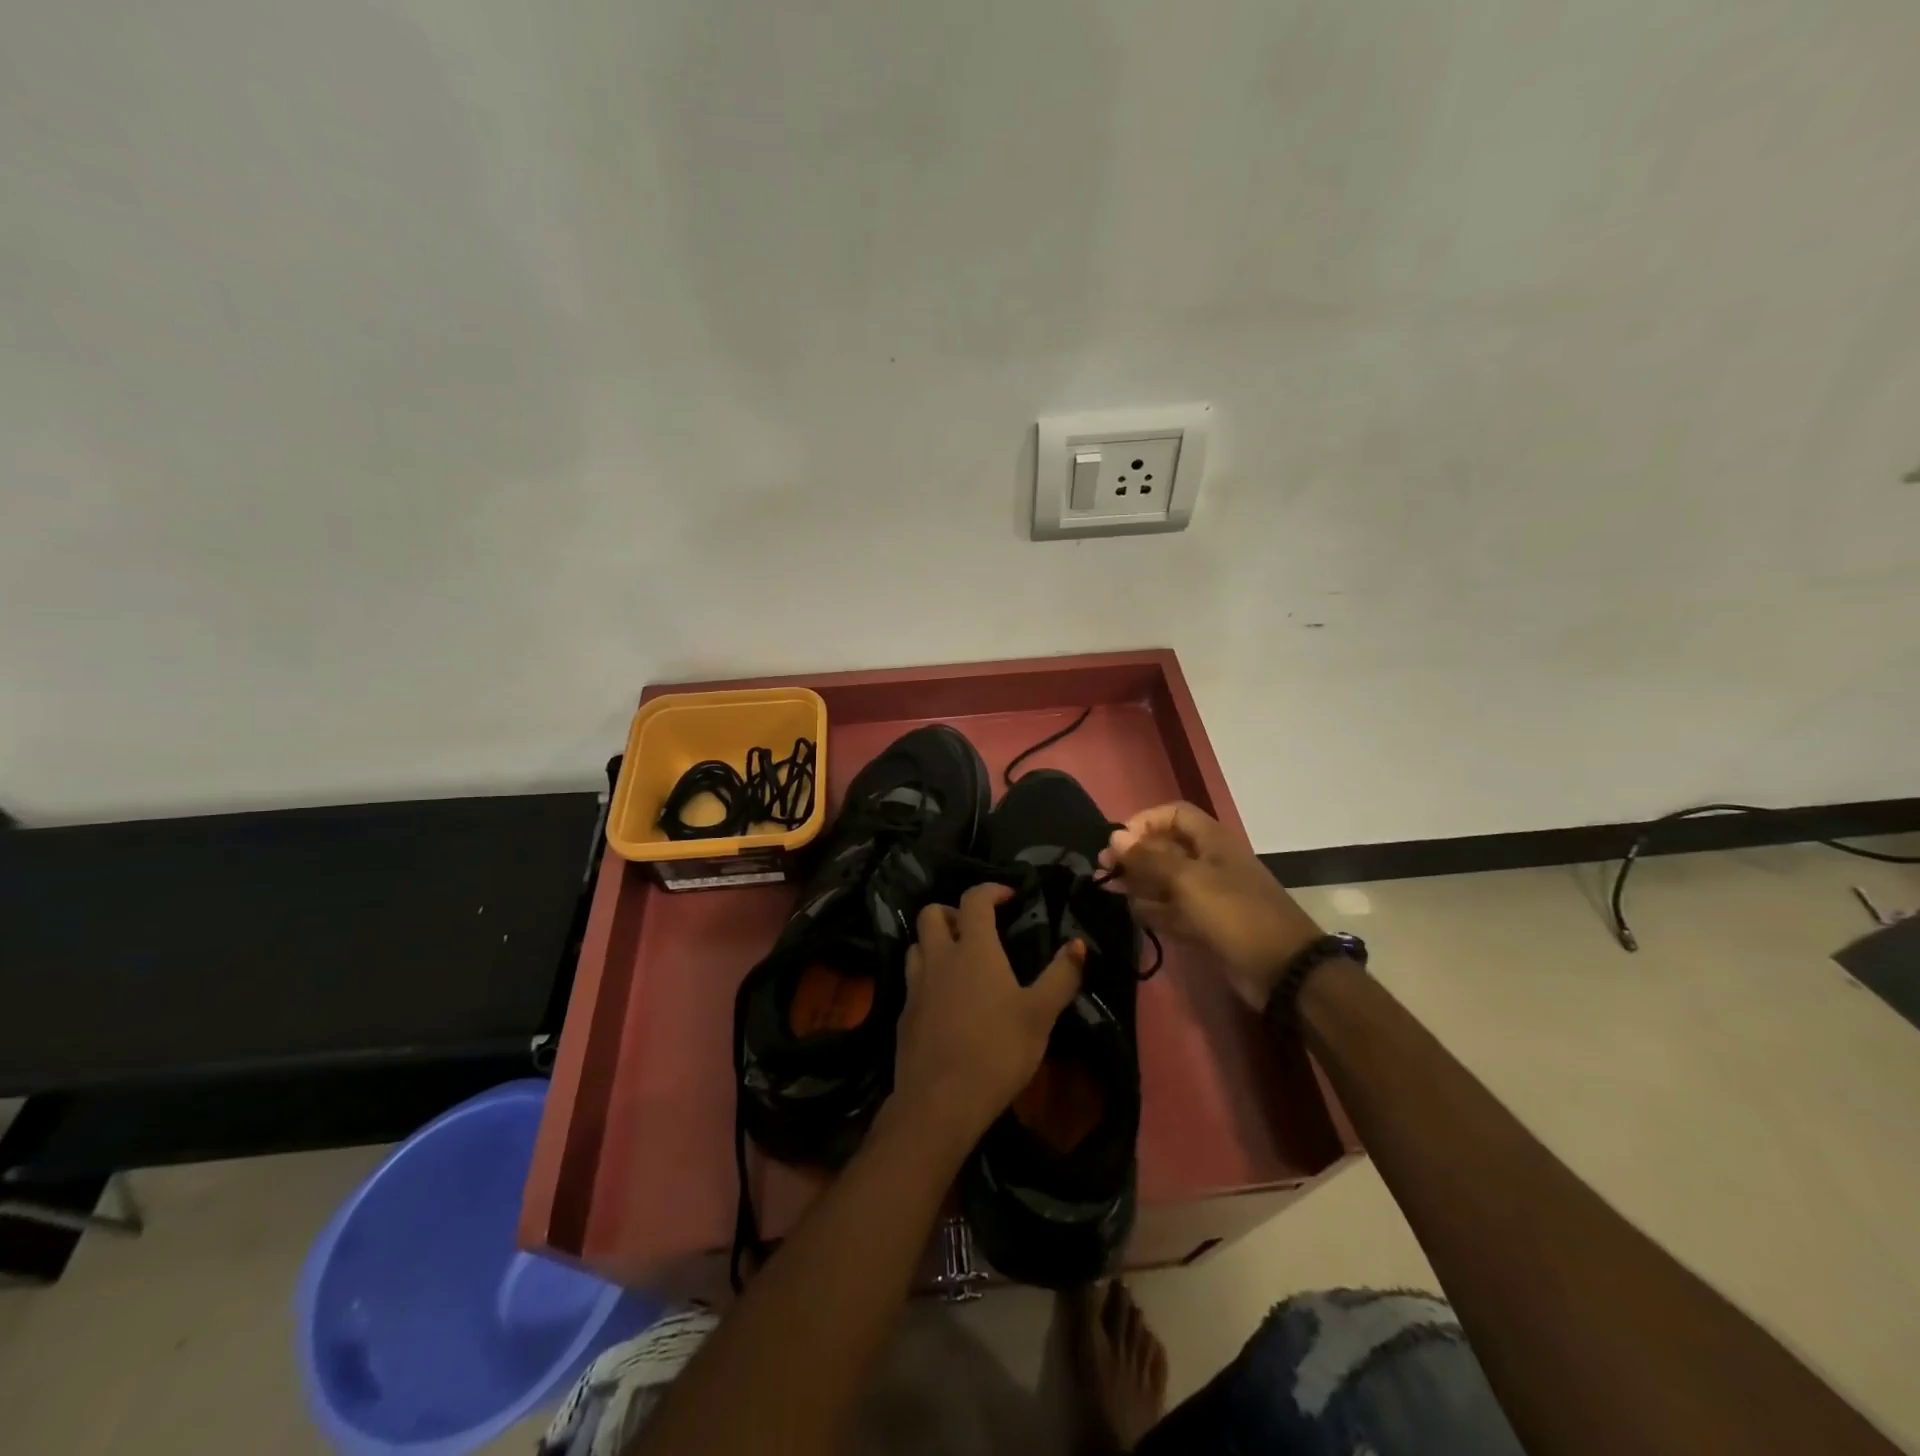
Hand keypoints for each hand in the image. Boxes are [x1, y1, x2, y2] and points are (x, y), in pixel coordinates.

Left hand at [889, 882, 1084, 1158]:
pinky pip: (912, 979)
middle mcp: (939, 957)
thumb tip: (1078, 943)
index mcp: (973, 949)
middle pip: (931, 913)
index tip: (1009, 896)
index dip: (991, 890)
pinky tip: (944, 1001)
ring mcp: (916, 985)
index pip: (974, 900)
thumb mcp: (1041, 1015)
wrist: (940, 1101)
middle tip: (975, 929)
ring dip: (934, 942)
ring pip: (916, 945)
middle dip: (952, 912)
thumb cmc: (997, 1051)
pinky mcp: (903, 1013)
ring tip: (957, 961)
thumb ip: (1061, 975)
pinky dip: (927, 976)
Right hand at [1101, 802, 1322, 1011]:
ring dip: (1140, 883)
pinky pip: (1174, 910)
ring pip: (1167, 881)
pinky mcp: (1208, 925)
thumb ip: (1149, 858)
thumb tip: (1115, 837)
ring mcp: (1209, 896)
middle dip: (1136, 855)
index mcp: (1212, 841)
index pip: (1173, 814)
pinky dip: (1155, 910)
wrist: (1283, 971)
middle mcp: (1210, 863)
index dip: (1145, 821)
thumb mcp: (1188, 881)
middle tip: (1105, 870)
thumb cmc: (1235, 914)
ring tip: (1111, 891)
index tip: (1118, 841)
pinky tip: (1134, 913)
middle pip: (1166, 848)